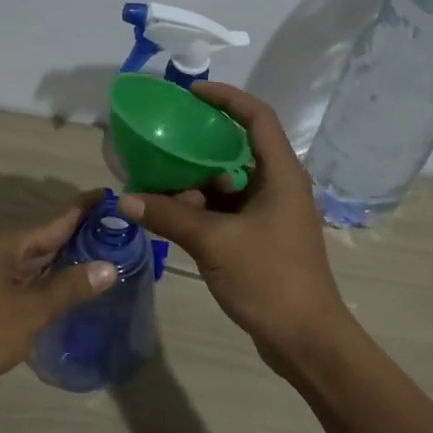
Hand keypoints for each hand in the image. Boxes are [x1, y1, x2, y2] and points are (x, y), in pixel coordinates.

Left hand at [0, 205, 118, 397]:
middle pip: (48, 239)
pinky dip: (52, 281)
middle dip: (82, 237)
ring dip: (68, 261)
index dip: (86, 210)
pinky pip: (29, 281)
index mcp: (8, 245)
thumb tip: (110, 266)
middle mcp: (0, 253)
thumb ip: (69, 288)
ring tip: (107, 258)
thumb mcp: (29, 311)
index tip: (115, 199)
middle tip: (122, 234)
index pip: (57, 221)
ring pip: (38, 262)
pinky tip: (71, 290)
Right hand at [119, 82, 347, 363]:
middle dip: (199, 145)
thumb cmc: (268, 279)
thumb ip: (169, 217)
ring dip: (195, 183)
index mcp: (281, 175)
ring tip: (156, 182)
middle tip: (162, 140)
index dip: (227, 98)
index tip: (191, 93)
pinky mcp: (262, 239)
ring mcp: (271, 215)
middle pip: (238, 150)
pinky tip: (171, 216)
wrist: (305, 338)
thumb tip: (126, 198)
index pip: (257, 118)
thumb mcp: (214, 243)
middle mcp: (279, 187)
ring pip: (229, 185)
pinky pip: (228, 211)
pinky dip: (201, 210)